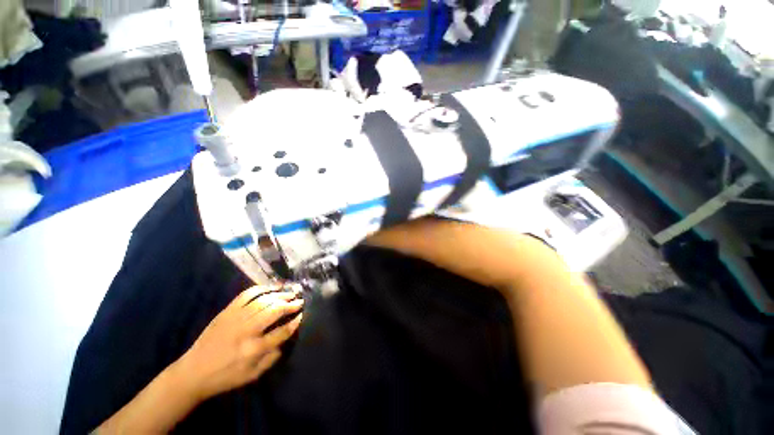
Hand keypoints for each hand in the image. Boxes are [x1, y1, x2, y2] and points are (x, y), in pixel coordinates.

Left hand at [175, 286, 303, 401]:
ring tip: (290, 293)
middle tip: (299, 301)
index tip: (302, 315)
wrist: (193, 372)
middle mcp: (247, 331)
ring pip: (263, 300)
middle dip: (290, 304)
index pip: (282, 332)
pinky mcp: (227, 311)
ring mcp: (236, 318)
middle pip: (274, 311)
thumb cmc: (225, 377)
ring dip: (279, 295)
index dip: (295, 322)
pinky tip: (271, 287)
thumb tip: (284, 340)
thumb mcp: (252, 376)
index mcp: (254, 350)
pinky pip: (247, 294)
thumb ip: (272, 358)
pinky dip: (261, 288)